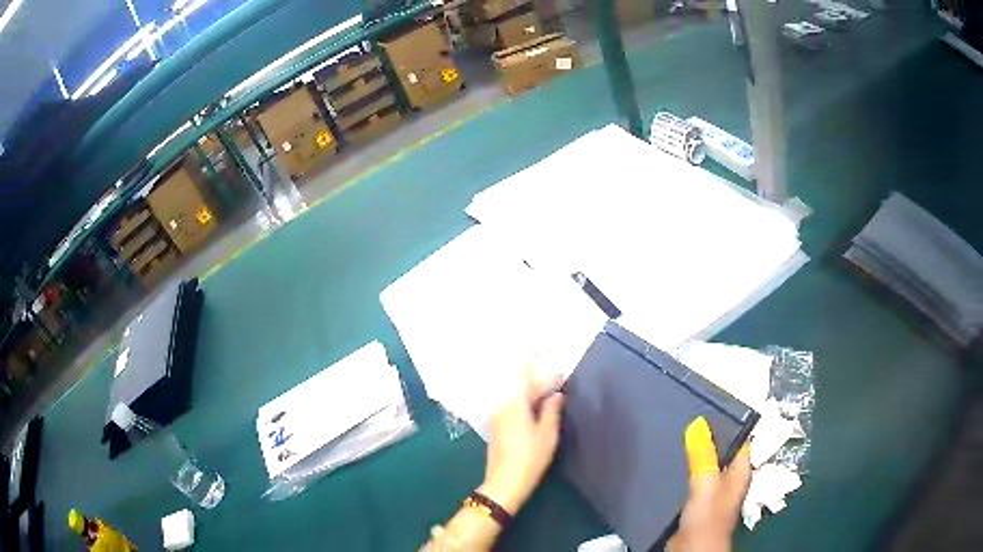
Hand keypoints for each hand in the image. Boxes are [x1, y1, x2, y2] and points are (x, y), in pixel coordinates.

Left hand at [479, 366, 564, 515]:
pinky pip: (514, 407)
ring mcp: (499, 417)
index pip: (523, 374)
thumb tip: (556, 395)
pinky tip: (540, 409)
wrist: (504, 483)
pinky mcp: (498, 427)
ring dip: (535, 394)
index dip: (528, 356)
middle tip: (561, 379)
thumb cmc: (529, 458)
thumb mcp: (547, 435)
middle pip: (523, 387)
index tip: (531, 338)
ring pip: (519, 398)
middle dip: (542, 382)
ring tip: (555, 394)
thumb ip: (552, 411)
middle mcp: (504, 406)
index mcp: (515, 404)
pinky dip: (528, 404)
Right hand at [667, 416, 750, 551]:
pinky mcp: (695, 500)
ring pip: (704, 464)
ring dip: (693, 453)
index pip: (740, 438)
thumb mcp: (706, 483)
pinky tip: (668, 461)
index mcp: (740, 470)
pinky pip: (691, 478)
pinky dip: (683, 469)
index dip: (728, 422)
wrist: (691, 550)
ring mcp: (712, 490)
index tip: (708, 405)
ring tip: (674, 434)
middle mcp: (729, 478)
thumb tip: (698, 422)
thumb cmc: (707, 517)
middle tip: (685, 417)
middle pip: (721, 450)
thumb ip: (704, 455)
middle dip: (706, 436)